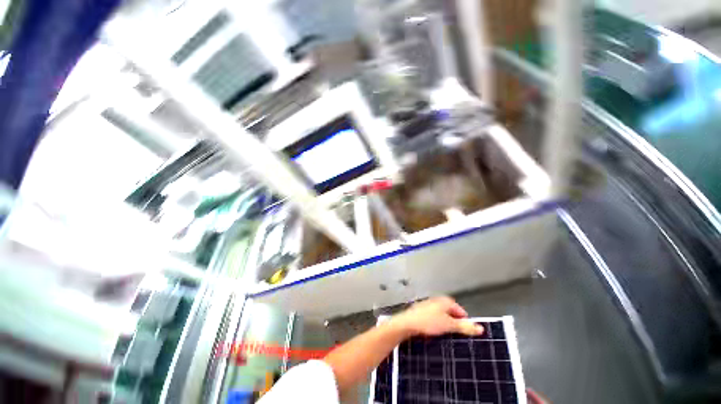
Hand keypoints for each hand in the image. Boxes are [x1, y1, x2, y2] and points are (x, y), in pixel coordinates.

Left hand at [390, 296, 483, 337]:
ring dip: (445, 325)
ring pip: (442, 317)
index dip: (464, 321)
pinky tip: (433, 332)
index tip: (465, 332)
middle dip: (454, 323)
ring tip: (444, 334)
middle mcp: (437, 301)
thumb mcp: (449, 325)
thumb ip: (464, 327)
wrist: (408, 323)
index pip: (460, 310)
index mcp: (445, 301)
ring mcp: (429, 306)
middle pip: (451, 313)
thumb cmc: (428, 322)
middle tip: (454, 334)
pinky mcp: (422, 312)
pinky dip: (436, 325)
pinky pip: (434, 319)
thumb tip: (480, 328)